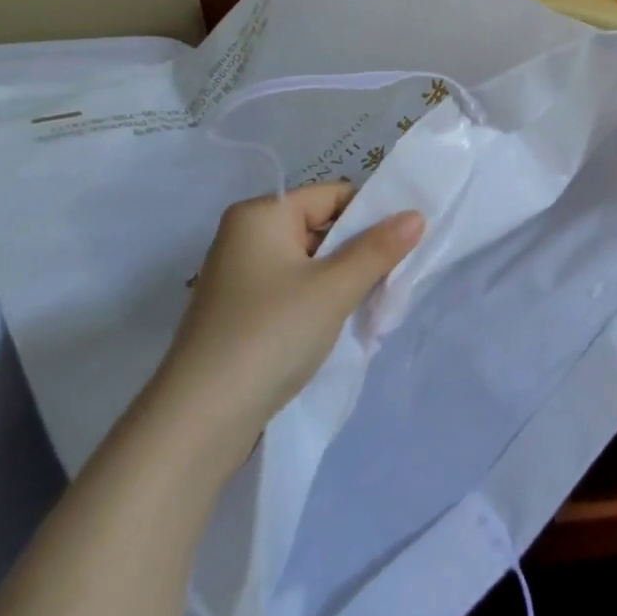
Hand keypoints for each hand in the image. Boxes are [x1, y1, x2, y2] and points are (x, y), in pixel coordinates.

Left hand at [148, 184, 423, 470]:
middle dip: (361, 250)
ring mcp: (242, 276)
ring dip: (345, 278)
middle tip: (396, 276)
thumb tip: (417, 215)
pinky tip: (343, 321)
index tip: (406, 243)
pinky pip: (296, 288)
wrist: (200, 420)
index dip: (373, 215)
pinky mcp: (243, 311)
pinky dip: (323, 299)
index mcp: (261, 215)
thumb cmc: (270, 335)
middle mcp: (247, 236)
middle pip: (323, 226)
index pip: (334, 195)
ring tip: (374, 302)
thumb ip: (379, 248)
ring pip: (313, 261)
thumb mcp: (334, 288)